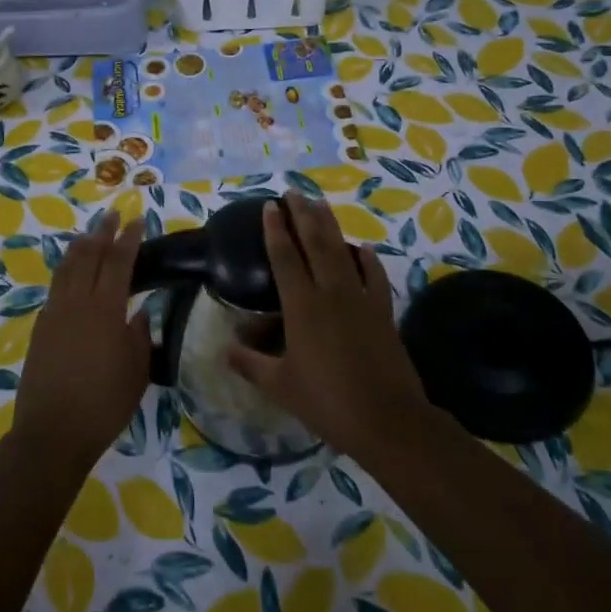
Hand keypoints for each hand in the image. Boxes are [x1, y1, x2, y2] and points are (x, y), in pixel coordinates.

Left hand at [10, 213, 150, 470]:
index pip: (119, 262)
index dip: (129, 239)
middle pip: (89, 256)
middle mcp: (77, 302)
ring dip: (79, 247)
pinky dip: (65, 271)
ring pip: (66, 268)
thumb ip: (140, 334)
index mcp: (105, 309)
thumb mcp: (136, 370)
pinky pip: (55, 288)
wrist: (53, 431)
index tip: (137, 219)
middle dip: (102, 233)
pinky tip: (70, 274)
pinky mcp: (40, 328)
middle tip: (112, 215)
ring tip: (89, 235)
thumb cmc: (105, 403)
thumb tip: (141, 311)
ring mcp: (54, 313)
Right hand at [226, 192, 434, 463]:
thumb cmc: (326, 401)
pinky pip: (375, 276)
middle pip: (316, 243)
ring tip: (321, 203)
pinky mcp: (383, 312)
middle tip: (293, 191)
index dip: (275, 230)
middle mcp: (331, 292)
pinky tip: (363, 248)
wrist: (386, 419)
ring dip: (331, 226)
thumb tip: (224, 349)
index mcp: (302, 306)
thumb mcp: (279, 385)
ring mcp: (361, 299)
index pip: (285, 257)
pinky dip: (368, 259)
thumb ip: (250, 363)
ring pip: (344, 251)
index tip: (269, 207)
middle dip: (303, 214)